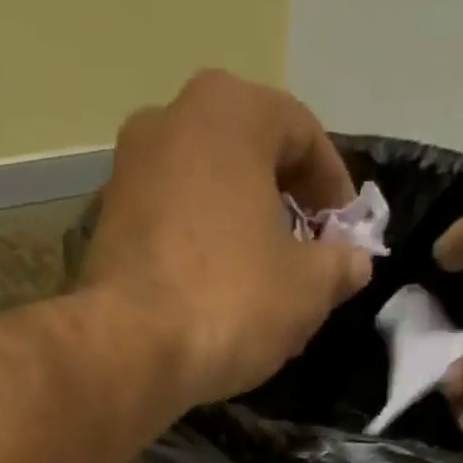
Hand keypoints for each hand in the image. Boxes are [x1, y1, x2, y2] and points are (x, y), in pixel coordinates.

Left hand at [81, 70, 373, 406]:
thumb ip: (339, 266)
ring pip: (208, 194)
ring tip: (263, 288)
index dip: (334, 189)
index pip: (302, 135)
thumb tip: (355, 261)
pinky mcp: (107, 223)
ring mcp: (130, 170)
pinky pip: (173, 226)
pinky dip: (202, 253)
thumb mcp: (306, 289)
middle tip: (307, 261)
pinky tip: (217, 300)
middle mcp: (172, 119)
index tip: (347, 236)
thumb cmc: (230, 302)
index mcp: (230, 112)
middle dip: (285, 210)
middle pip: (250, 160)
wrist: (131, 350)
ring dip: (242, 233)